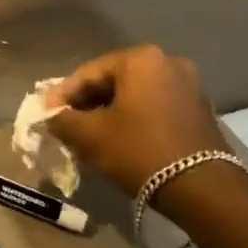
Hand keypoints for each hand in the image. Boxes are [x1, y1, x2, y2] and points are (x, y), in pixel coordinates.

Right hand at [46, 45, 226, 193]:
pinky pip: (155, 105)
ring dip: (110, 110)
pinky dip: (134, 117)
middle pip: (113, 80)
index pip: (88, 73)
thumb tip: (51, 115)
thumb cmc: (140, 151)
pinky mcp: (199, 107)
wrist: (202, 189)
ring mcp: (188, 83)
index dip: (63, 95)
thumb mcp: (90, 136)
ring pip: (134, 94)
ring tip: (90, 134)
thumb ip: (62, 120)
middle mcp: (167, 61)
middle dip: (87, 102)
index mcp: (140, 59)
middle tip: (66, 123)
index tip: (45, 114)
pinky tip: (120, 138)